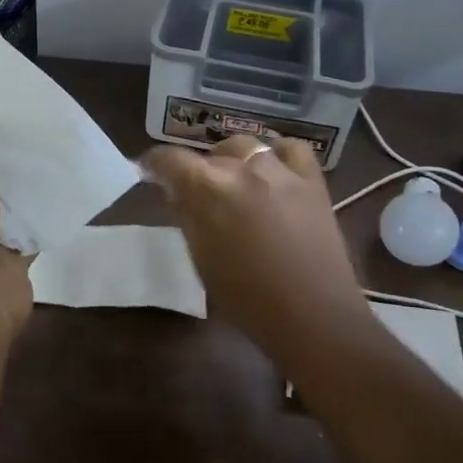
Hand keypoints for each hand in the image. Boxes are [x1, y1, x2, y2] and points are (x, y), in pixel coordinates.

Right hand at [140, 136, 363, 340]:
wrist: (312, 316)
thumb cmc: (246, 297)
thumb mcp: (200, 257)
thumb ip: (187, 216)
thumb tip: (176, 192)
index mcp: (206, 188)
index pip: (169, 159)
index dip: (155, 164)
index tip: (150, 173)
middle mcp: (241, 168)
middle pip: (209, 154)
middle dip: (197, 170)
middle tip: (197, 194)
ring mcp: (280, 170)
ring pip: (246, 147)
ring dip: (233, 160)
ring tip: (235, 182)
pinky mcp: (311, 180)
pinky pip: (291, 149)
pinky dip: (277, 155)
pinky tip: (274, 171)